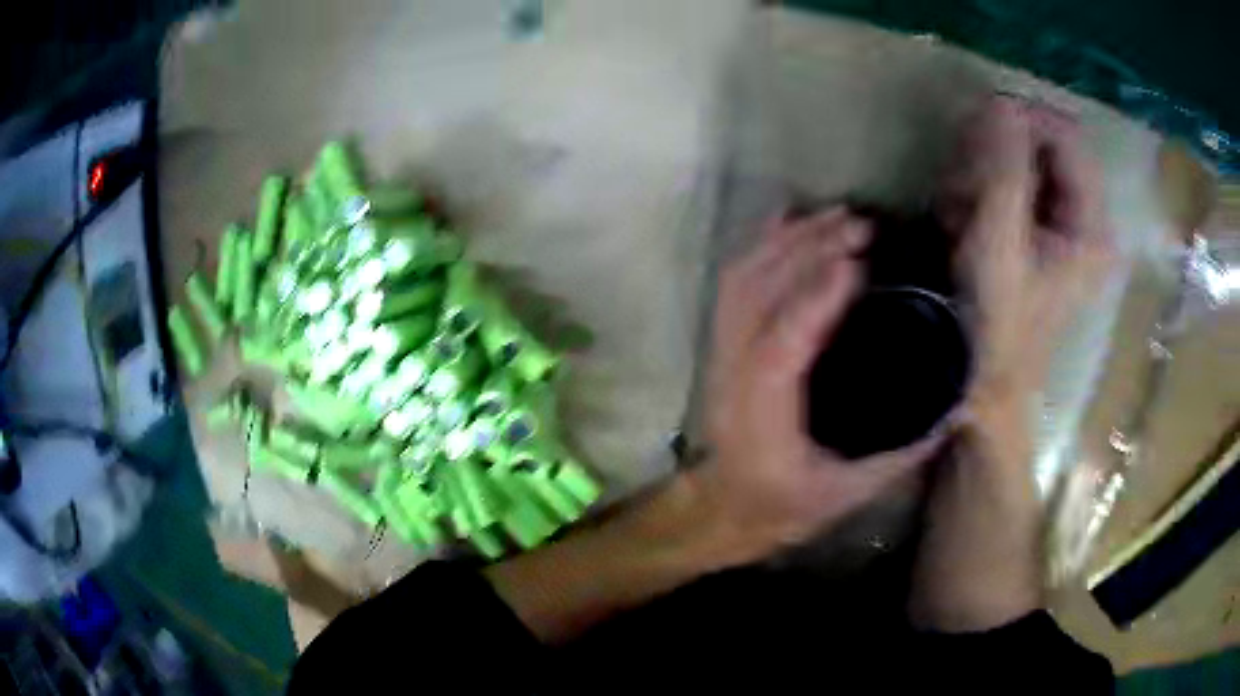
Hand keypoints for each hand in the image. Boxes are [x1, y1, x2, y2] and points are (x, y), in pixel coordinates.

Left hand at [687, 208, 943, 565]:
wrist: (726, 506)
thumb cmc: (785, 505)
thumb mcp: (847, 493)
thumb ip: (900, 456)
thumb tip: (953, 413)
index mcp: (763, 416)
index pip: (782, 345)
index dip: (816, 297)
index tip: (858, 259)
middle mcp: (734, 376)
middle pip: (759, 297)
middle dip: (809, 251)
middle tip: (862, 227)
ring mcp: (721, 355)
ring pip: (743, 280)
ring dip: (788, 240)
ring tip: (837, 215)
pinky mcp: (723, 343)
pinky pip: (734, 283)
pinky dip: (761, 245)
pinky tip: (790, 220)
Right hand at [951, 97, 1113, 407]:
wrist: (984, 385)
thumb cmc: (997, 322)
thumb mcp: (1000, 240)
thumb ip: (1004, 167)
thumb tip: (1001, 99)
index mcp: (1093, 225)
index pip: (1067, 137)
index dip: (1024, 120)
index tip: (976, 125)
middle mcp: (1086, 221)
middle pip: (1046, 149)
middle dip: (998, 155)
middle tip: (961, 180)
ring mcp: (1065, 230)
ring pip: (1025, 166)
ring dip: (983, 175)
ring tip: (956, 211)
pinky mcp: (1043, 238)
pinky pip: (1014, 189)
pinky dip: (983, 194)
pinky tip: (961, 221)